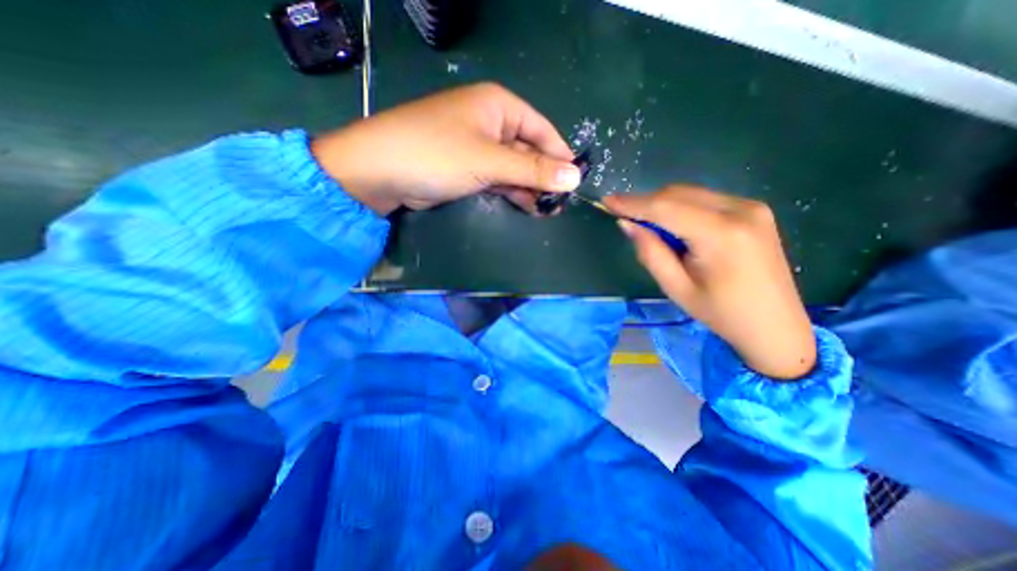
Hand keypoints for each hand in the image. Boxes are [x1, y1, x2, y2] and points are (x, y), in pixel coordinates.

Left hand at [307, 83, 580, 215]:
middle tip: (559, 205)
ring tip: (546, 211)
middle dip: (544, 177)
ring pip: (514, 168)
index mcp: (499, 106)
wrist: (382, 172)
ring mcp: (478, 148)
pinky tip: (526, 207)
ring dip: (529, 188)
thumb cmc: (438, 154)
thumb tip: (575, 177)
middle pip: (529, 151)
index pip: (542, 130)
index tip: (575, 182)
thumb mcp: (490, 161)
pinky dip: (512, 192)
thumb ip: (533, 171)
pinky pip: (499, 179)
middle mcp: (491, 123)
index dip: (560, 156)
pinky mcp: (468, 169)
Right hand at [603, 187, 816, 381]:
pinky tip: (673, 226)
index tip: (607, 201)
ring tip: (646, 225)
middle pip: (678, 194)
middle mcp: (740, 210)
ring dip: (662, 205)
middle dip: (646, 203)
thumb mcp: (676, 287)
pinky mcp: (753, 209)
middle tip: (623, 217)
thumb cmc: (720, 313)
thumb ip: (650, 251)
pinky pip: (704, 199)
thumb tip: (627, 224)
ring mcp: (751, 206)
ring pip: (690, 193)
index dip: (633, 203)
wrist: (775, 325)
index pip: (666, 207)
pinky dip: (681, 207)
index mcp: (721, 235)